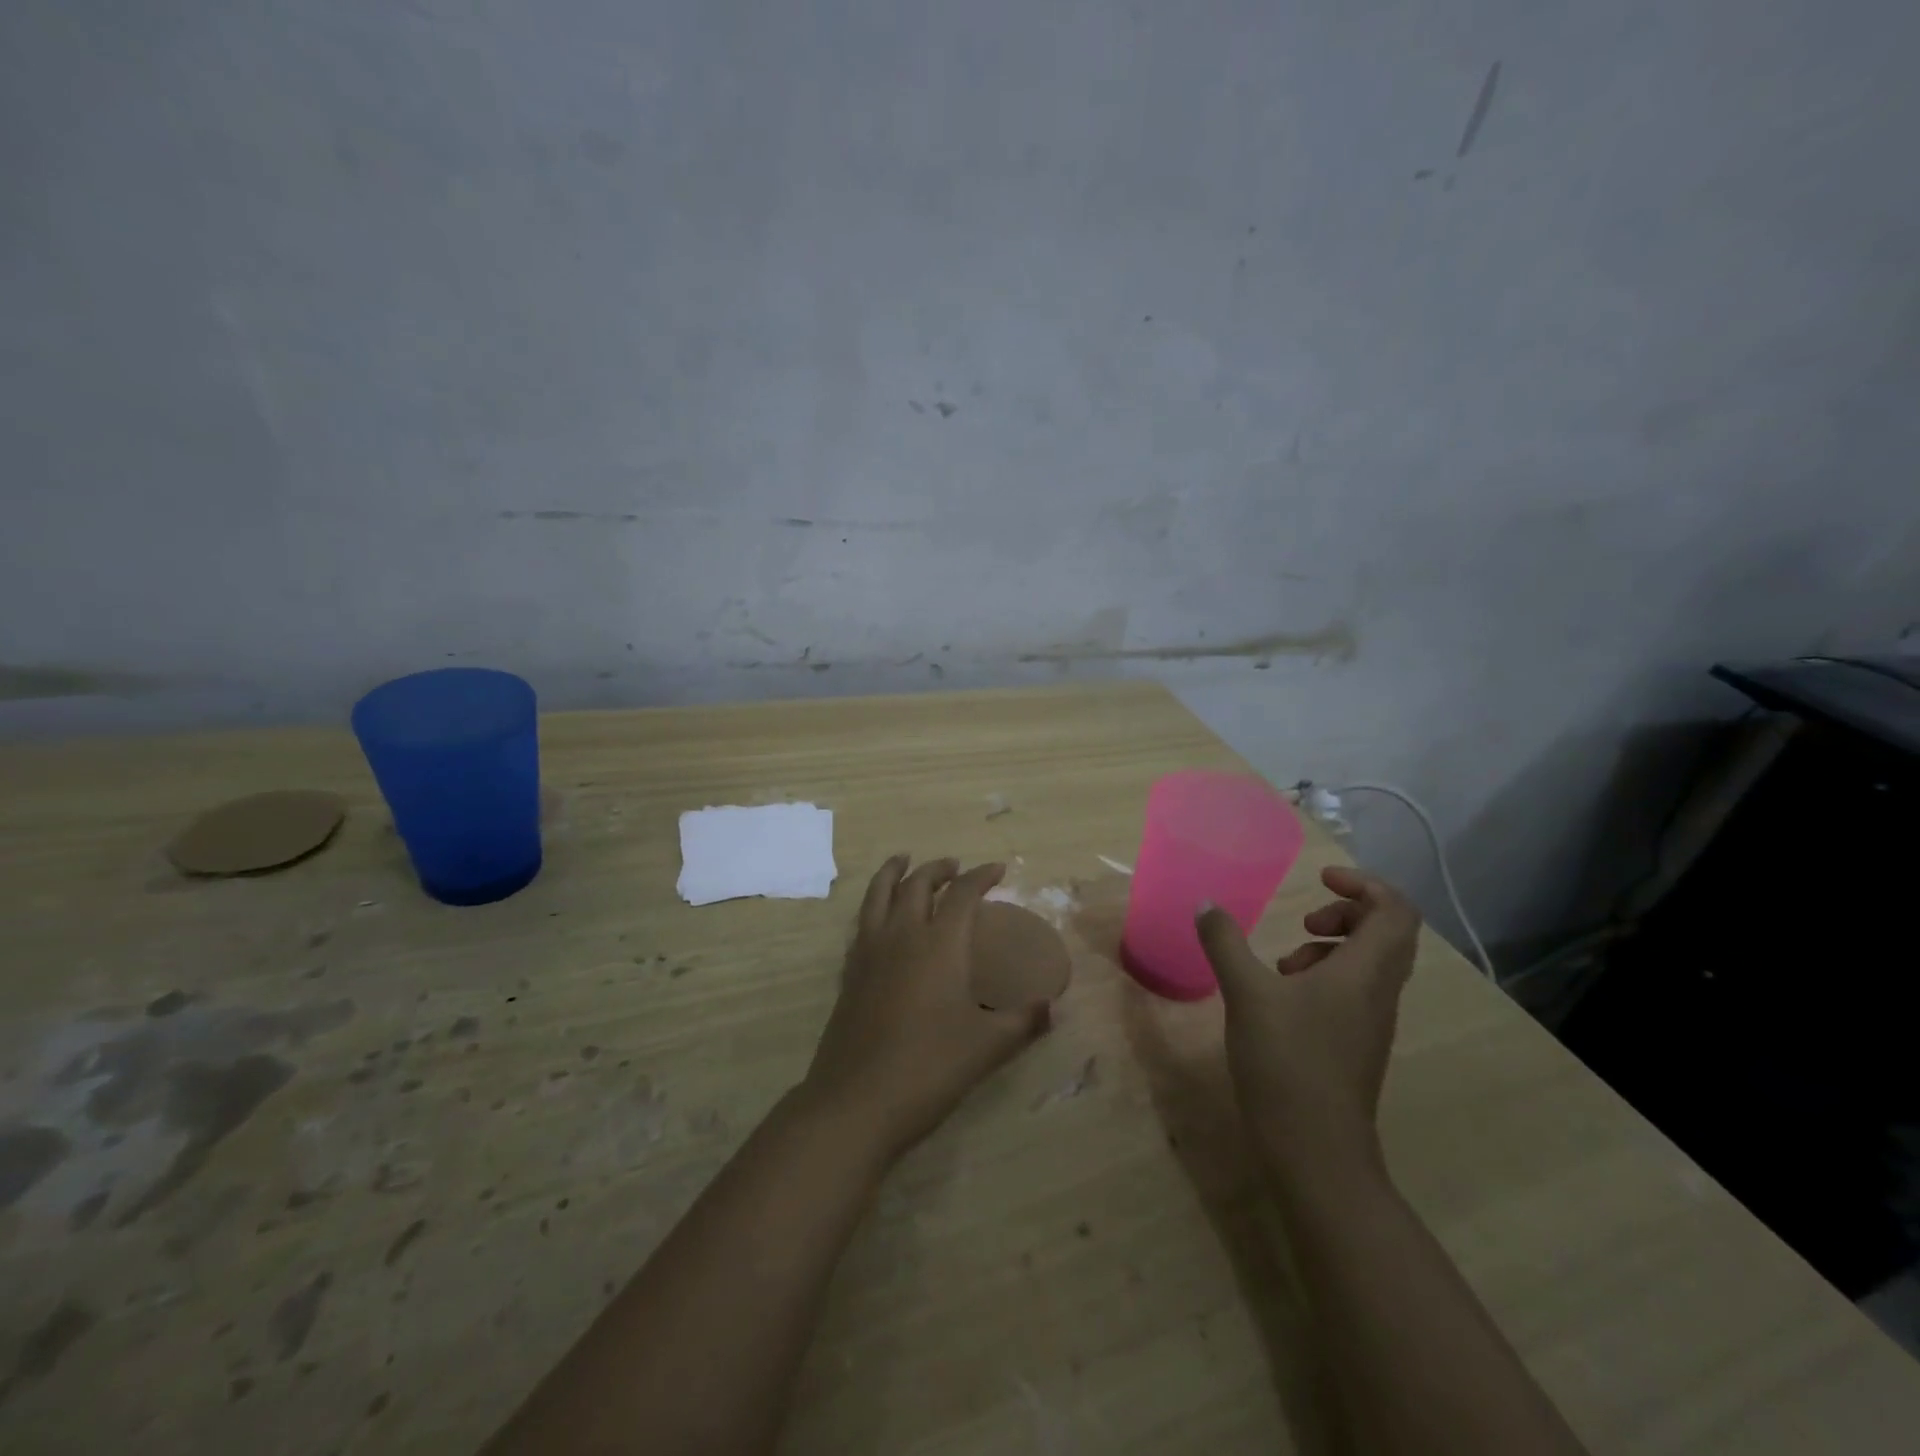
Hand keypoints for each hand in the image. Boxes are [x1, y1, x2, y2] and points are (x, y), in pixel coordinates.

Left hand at [800, 856, 1049, 1161]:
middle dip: (938, 868)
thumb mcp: (987, 1047)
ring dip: (894, 872)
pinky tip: (880, 916)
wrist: (856, 1101)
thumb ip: (1023, 1022)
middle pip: (917, 883)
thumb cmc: (929, 1068)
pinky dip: (874, 904)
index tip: (998, 870)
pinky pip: (862, 921)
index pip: (963, 894)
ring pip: (879, 893)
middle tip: (954, 866)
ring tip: (903, 861)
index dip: (981, 876)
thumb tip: (1053, 1006)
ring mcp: (869, 952)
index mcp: (939, 944)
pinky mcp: (849, 973)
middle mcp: (902, 936)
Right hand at [1195, 866, 1419, 1183]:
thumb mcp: (1246, 993)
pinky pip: (1356, 991)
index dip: (1364, 884)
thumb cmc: (1286, 1061)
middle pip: (1389, 933)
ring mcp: (1372, 1021)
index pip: (1395, 910)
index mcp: (1365, 972)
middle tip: (1306, 919)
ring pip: (1371, 964)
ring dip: (1332, 947)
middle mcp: (1379, 992)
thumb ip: (1225, 942)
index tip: (1320, 879)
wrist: (1315, 1150)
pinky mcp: (1357, 1044)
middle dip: (1347, 912)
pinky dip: (1325, 977)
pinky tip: (1282, 997)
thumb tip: (1207, 903)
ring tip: (1285, 962)